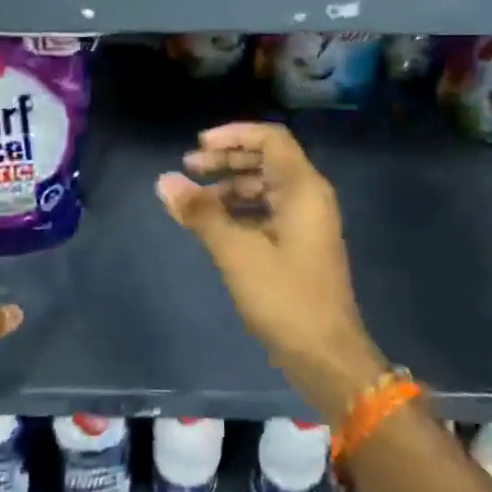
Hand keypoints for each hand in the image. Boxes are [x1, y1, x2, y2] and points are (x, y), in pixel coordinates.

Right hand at [156, 122, 386, 418]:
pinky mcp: (300, 246)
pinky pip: (267, 211)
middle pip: (266, 160)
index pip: (270, 139)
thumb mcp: (237, 253)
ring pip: (265, 187)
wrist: (327, 357)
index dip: (233, 135)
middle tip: (188, 168)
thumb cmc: (285, 298)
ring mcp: (306, 222)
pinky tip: (213, 224)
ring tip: (194, 199)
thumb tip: (164, 181)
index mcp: (302, 189)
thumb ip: (201, 213)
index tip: (198, 146)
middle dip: (226, 160)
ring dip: (230, 186)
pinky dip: (239, 210)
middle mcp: (308, 197)